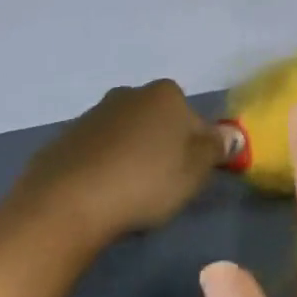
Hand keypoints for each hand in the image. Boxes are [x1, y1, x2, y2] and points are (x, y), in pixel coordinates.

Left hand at [0, 80, 226, 250]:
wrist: (66, 202)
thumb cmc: (144, 181)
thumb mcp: (195, 170)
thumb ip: (216, 148)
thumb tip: (231, 135)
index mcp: (165, 94)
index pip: (193, 118)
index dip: (196, 148)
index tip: (188, 177)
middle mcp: (129, 94)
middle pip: (158, 121)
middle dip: (161, 147)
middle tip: (160, 186)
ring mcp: (93, 114)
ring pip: (126, 135)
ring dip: (131, 156)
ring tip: (128, 195)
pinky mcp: (65, 139)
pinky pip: (96, 152)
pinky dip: (102, 168)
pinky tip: (100, 196)